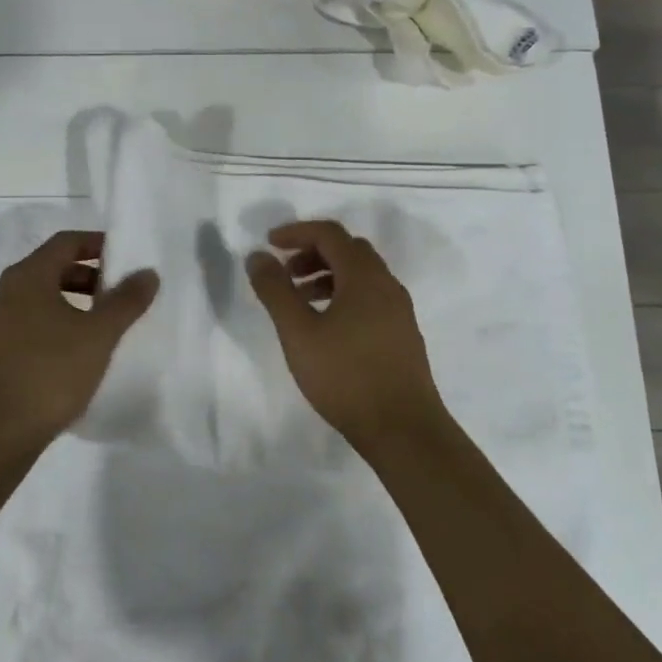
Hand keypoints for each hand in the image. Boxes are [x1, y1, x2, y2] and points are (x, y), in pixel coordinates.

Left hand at [0, 230, 157, 453]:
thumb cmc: (52, 371)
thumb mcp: (99, 333)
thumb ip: (127, 300)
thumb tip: (148, 273)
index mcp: (28, 276)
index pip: (66, 242)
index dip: (98, 243)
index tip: (126, 256)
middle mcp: (9, 291)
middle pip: (55, 267)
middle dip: (91, 273)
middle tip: (122, 289)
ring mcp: (0, 323)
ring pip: (45, 296)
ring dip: (78, 299)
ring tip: (108, 319)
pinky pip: (36, 320)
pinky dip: (62, 321)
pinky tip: (83, 347)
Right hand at [246, 219, 446, 453]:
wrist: (404, 429)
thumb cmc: (345, 376)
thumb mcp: (298, 332)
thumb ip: (275, 290)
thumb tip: (258, 256)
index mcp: (364, 276)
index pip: (330, 234)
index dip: (297, 232)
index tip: (269, 243)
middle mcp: (387, 284)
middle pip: (348, 250)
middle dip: (312, 253)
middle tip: (285, 273)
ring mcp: (399, 310)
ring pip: (361, 275)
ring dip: (328, 275)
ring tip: (300, 301)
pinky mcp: (402, 334)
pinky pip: (370, 297)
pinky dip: (344, 295)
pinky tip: (327, 327)